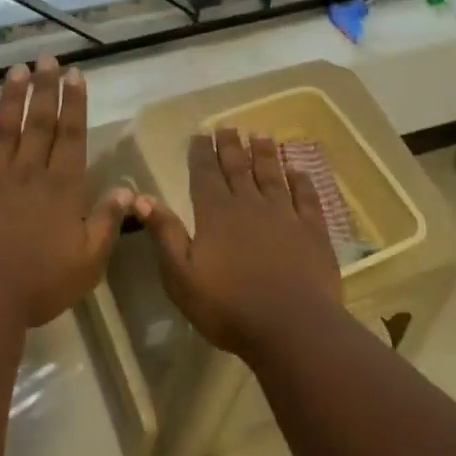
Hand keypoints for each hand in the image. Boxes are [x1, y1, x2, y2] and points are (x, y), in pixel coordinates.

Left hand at [0, 57, 131, 329]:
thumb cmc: (38, 284)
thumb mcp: (88, 262)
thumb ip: (108, 222)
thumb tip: (127, 187)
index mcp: (63, 188)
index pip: (72, 135)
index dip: (75, 103)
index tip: (75, 74)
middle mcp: (29, 170)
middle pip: (40, 121)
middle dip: (46, 88)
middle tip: (48, 58)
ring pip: (6, 124)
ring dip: (14, 93)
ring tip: (20, 67)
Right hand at [134, 129, 343, 359]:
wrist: (292, 328)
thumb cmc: (227, 307)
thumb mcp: (181, 276)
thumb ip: (165, 233)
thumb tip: (141, 198)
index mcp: (215, 214)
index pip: (205, 174)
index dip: (201, 153)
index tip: (201, 134)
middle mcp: (250, 206)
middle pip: (239, 168)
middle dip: (231, 146)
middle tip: (229, 126)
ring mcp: (285, 216)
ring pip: (273, 176)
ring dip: (266, 154)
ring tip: (261, 134)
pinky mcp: (313, 232)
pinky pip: (307, 198)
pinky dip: (302, 181)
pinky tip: (299, 170)